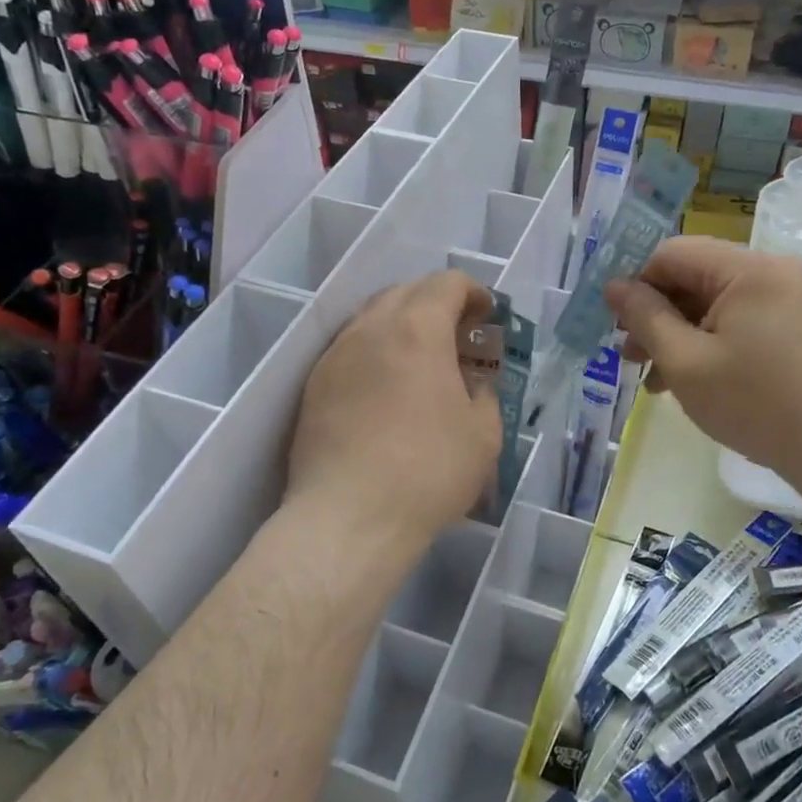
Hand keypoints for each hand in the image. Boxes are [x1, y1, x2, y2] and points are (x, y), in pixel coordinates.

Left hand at [286, 271, 502, 552]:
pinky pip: (350, 349)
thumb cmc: (429, 472)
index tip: (487, 315)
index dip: (473, 292)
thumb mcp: (484, 435)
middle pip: (406, 292)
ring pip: (372, 317)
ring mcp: (336, 356)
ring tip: (422, 360)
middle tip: (459, 336)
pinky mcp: (314, 386)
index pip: (446, 283)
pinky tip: (387, 388)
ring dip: (403, 325)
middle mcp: (371, 329)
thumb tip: (473, 385)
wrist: (348, 518)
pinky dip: (376, 351)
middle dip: (437, 303)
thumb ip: (484, 395)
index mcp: (418, 330)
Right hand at [604, 238, 801, 485]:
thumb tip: (614, 285)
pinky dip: (707, 340)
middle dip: (657, 313)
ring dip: (678, 331)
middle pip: (694, 275)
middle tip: (629, 354)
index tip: (615, 323)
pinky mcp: (793, 321)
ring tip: (652, 375)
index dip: (636, 283)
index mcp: (748, 268)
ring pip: (712, 300)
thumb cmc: (754, 403)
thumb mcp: (685, 361)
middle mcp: (772, 269)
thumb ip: (644, 316)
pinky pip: (737, 317)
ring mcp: (787, 295)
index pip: (673, 253)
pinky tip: (684, 377)